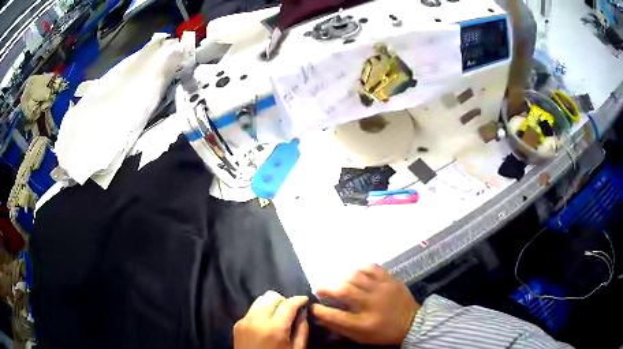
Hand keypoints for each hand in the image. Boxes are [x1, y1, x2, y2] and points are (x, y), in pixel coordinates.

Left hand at [234, 291, 308, 348]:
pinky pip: (251, 310)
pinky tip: (266, 323)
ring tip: (278, 315)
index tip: (305, 300)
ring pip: (259, 300)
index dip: (299, 299)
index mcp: (274, 329)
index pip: (288, 304)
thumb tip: (303, 312)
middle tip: (291, 310)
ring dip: (271, 304)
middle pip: (271, 296)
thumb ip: (302, 330)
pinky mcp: (237, 324)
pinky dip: (261, 311)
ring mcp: (244, 321)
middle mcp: (257, 320)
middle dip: (284, 300)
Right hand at [311, 264, 419, 344]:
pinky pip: (372, 267)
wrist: (412, 323)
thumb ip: (339, 327)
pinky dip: (360, 269)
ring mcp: (382, 289)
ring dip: (342, 278)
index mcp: (364, 323)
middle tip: (321, 289)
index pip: (335, 315)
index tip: (313, 306)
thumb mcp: (360, 337)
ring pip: (356, 276)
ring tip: (339, 282)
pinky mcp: (390, 280)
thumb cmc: (383, 332)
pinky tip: (356, 274)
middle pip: (344, 291)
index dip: (320, 310)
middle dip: (327, 288)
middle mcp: (372, 304)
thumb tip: (319, 317)